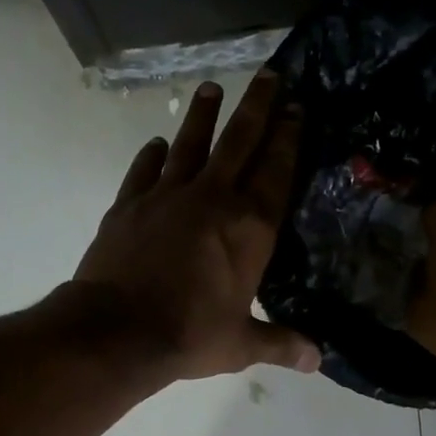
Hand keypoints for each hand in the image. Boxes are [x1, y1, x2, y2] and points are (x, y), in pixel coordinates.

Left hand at [70, 71, 320, 381]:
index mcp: (249, 228)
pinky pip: (144, 170)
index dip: (289, 139)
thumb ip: (280, 344)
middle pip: (239, 142)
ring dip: (204, 116)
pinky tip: (158, 144)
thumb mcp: (241, 345)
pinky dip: (152, 155)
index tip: (298, 109)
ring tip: (212, 88)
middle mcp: (212, 200)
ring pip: (191, 145)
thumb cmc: (189, 335)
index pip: (276, 172)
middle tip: (270, 76)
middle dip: (258, 107)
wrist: (117, 330)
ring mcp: (166, 197)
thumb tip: (318, 360)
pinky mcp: (128, 205)